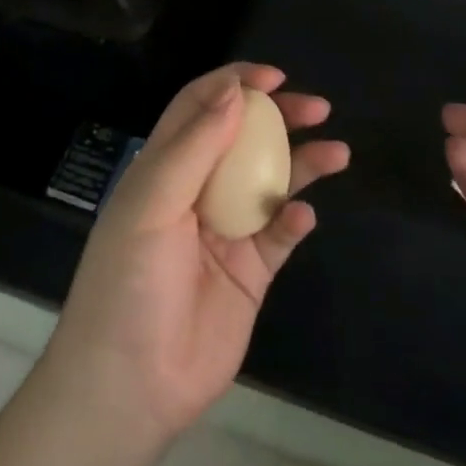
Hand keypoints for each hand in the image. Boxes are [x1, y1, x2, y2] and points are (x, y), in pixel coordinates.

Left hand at [41, 64, 348, 447]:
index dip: (234, 84)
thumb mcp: (151, 204)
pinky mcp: (252, 270)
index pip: (200, 108)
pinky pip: (281, 233)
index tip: (273, 78)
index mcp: (164, 168)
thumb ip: (195, 146)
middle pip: (245, 138)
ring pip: (272, 180)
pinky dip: (295, 219)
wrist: (131, 386)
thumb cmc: (129, 283)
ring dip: (304, 162)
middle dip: (280, 116)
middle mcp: (198, 191)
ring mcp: (227, 230)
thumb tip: (235, 91)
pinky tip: (302, 217)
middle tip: (317, 108)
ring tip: (336, 152)